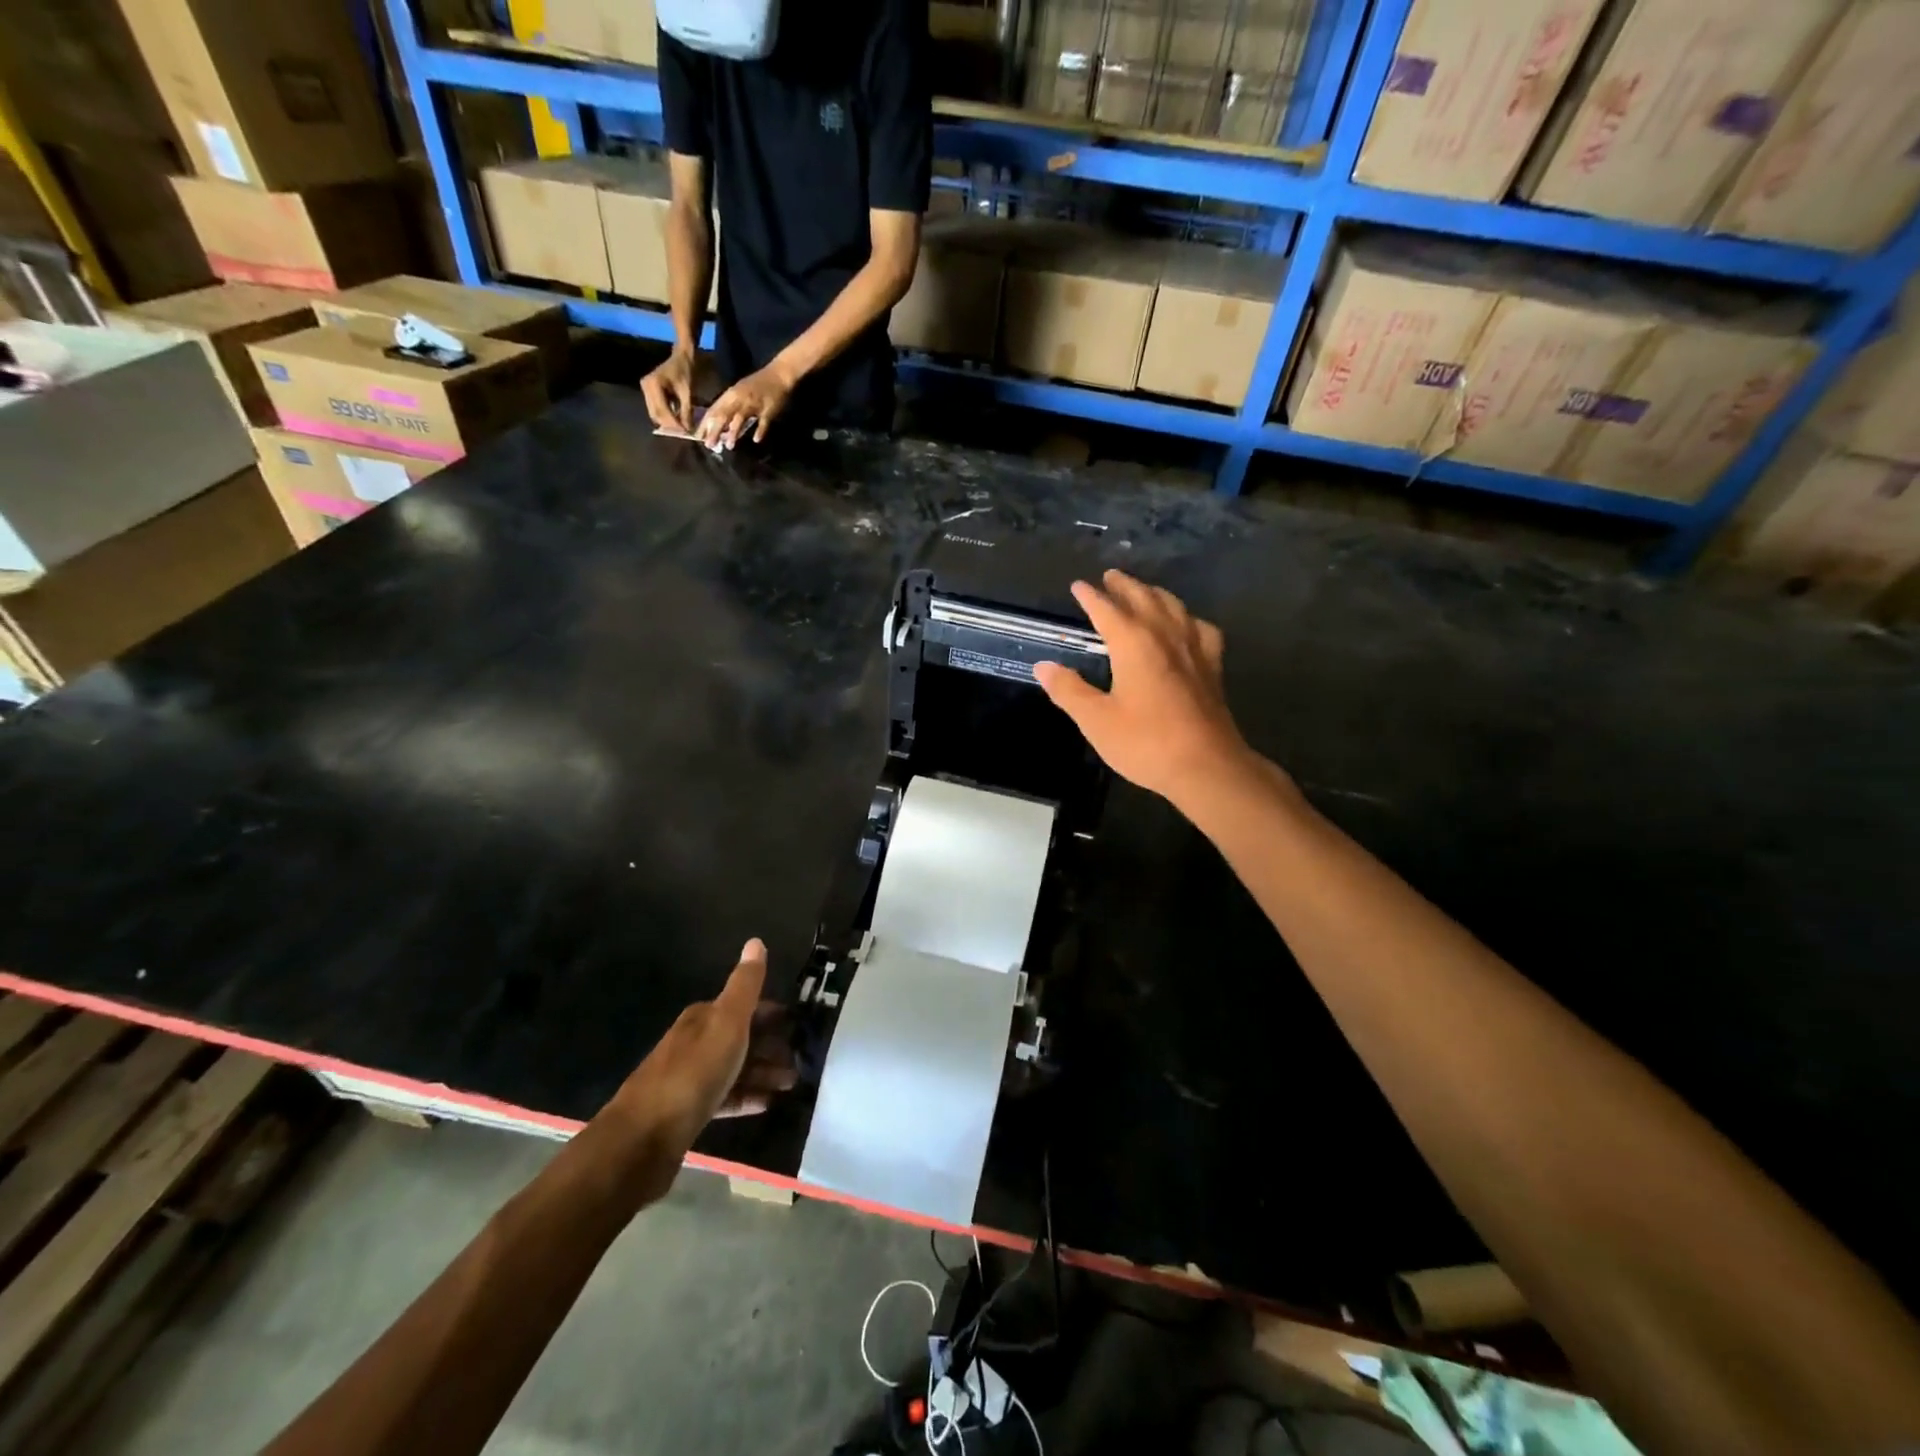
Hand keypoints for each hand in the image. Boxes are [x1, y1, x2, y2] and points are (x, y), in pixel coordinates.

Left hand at [605, 939, 796, 1156]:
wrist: (645, 1137)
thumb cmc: (694, 1072)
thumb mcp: (727, 1022)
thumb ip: (745, 985)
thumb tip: (756, 941)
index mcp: (703, 1017)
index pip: (744, 1006)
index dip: (772, 1014)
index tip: (798, 1026)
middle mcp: (695, 1042)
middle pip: (741, 1038)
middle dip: (772, 1046)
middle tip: (802, 1061)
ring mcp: (690, 1078)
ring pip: (735, 1068)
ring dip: (764, 1073)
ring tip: (793, 1084)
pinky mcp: (688, 1111)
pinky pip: (725, 1097)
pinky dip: (747, 1098)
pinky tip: (767, 1104)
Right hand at [641, 347, 698, 433]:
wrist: (681, 357)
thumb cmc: (685, 371)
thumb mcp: (687, 392)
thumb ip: (686, 412)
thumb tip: (687, 430)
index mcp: (653, 384)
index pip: (662, 410)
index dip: (673, 423)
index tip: (684, 433)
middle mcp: (646, 387)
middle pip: (656, 413)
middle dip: (669, 425)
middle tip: (683, 434)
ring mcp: (646, 389)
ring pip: (655, 413)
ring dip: (667, 422)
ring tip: (681, 429)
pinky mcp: (649, 392)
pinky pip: (656, 408)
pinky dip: (665, 416)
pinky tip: (676, 420)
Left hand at [700, 362, 795, 448]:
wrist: (778, 374)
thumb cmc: (757, 385)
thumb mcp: (739, 392)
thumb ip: (729, 407)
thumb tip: (719, 426)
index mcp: (731, 395)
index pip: (714, 410)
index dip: (705, 424)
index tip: (698, 437)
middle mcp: (739, 399)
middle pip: (724, 415)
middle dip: (715, 430)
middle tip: (709, 445)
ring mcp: (754, 404)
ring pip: (740, 418)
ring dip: (734, 431)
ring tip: (729, 446)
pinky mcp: (768, 410)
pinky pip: (763, 421)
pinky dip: (760, 430)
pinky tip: (756, 439)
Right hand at [1035, 570, 1255, 808]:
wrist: (1205, 766)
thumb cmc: (1145, 742)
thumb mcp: (1096, 720)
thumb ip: (1068, 690)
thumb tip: (1043, 666)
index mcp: (1133, 643)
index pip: (1106, 609)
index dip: (1090, 596)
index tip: (1078, 586)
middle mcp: (1164, 635)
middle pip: (1143, 598)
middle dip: (1123, 585)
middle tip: (1110, 577)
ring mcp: (1194, 648)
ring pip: (1173, 606)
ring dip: (1154, 593)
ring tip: (1143, 591)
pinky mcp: (1212, 666)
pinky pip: (1200, 628)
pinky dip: (1187, 618)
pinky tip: (1186, 625)